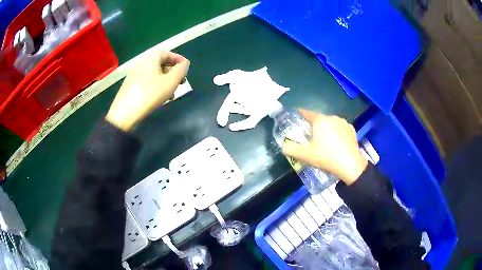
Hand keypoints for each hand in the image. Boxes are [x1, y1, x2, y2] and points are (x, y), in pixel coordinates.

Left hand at [105, 51, 189, 130]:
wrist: (125, 112)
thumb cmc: (150, 94)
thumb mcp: (171, 81)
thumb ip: (181, 70)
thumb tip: (184, 63)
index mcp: (151, 58)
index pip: (168, 54)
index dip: (179, 60)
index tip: (186, 68)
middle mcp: (142, 63)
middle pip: (161, 64)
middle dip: (173, 72)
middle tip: (181, 82)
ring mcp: (134, 74)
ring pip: (154, 74)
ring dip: (166, 81)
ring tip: (172, 93)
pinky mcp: (130, 85)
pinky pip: (147, 81)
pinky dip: (156, 86)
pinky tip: (160, 97)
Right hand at [282, 109, 367, 184]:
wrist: (350, 165)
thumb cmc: (326, 157)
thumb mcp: (304, 155)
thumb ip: (290, 149)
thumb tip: (283, 146)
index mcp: (320, 120)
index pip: (306, 113)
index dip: (299, 114)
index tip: (296, 117)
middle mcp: (332, 117)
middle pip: (319, 119)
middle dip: (313, 126)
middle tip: (310, 138)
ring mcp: (343, 123)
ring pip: (330, 123)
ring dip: (326, 129)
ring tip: (324, 142)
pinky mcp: (352, 130)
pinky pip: (340, 129)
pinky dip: (337, 133)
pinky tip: (336, 143)